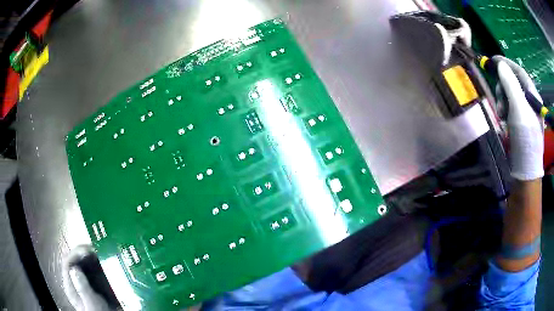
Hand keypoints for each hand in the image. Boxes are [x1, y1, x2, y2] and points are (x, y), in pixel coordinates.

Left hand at [62, 245, 110, 310]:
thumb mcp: (91, 303)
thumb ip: (82, 288)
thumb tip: (75, 268)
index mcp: (71, 285)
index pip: (67, 262)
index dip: (75, 253)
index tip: (87, 250)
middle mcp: (75, 281)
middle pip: (75, 260)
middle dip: (85, 252)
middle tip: (97, 250)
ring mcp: (84, 282)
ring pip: (84, 263)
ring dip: (92, 256)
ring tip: (102, 253)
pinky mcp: (93, 284)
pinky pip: (93, 269)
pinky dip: (98, 263)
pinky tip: (105, 262)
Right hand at [493, 56, 543, 180]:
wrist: (525, 170)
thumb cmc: (525, 139)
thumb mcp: (519, 109)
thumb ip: (510, 84)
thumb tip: (500, 65)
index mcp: (532, 95)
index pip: (519, 72)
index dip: (506, 63)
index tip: (492, 60)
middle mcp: (529, 101)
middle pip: (513, 82)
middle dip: (503, 86)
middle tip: (499, 98)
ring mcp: (525, 112)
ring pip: (510, 95)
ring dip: (502, 99)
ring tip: (501, 113)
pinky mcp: (520, 122)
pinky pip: (510, 107)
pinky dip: (504, 109)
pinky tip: (503, 118)